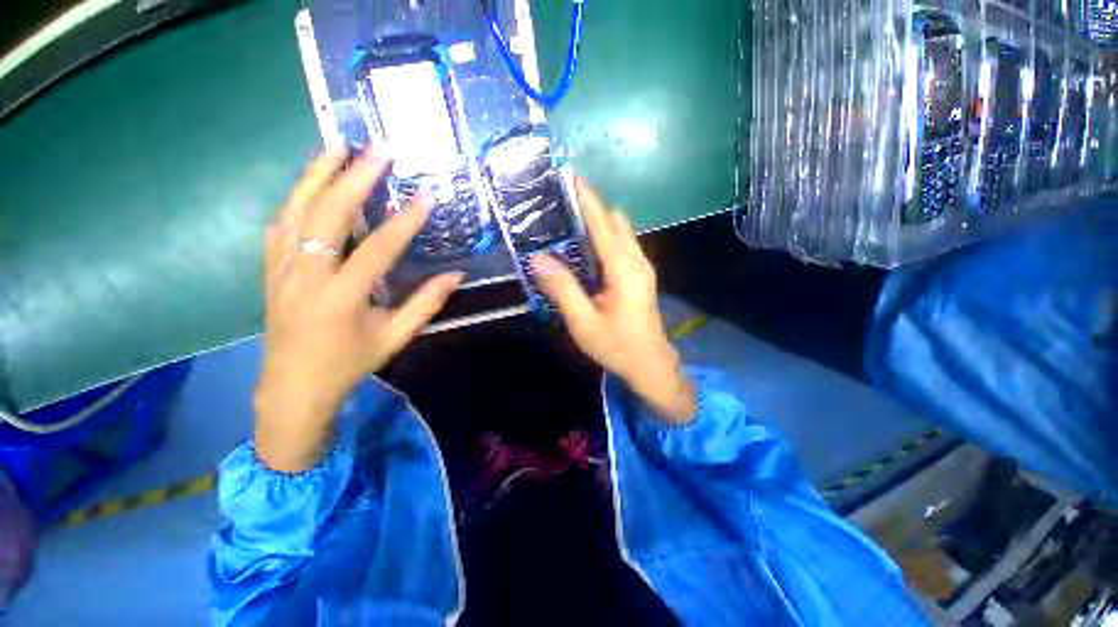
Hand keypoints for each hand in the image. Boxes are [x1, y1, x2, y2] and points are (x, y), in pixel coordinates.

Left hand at [255, 146, 462, 471]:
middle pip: (329, 214)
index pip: (378, 247)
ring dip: (317, 174)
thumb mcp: (395, 338)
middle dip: (356, 177)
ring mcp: (281, 269)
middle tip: (379, 149)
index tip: (426, 195)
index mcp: (341, 297)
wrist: (293, 388)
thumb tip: (456, 276)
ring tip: (338, 146)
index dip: (405, 221)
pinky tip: (310, 186)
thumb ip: (426, 304)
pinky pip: (281, 226)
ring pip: (296, 210)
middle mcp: (306, 275)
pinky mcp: (270, 270)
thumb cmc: (349, 364)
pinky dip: (296, 201)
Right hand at [530, 179, 696, 423]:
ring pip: (621, 231)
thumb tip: (538, 257)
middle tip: (561, 201)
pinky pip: (622, 244)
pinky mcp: (640, 274)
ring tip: (569, 218)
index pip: (604, 224)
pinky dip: (604, 235)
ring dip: (598, 219)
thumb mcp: (584, 322)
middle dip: (591, 205)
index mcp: (624, 270)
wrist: (650, 364)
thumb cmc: (616, 346)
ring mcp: (642, 267)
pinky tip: (585, 245)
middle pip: (615, 221)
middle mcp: (637, 261)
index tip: (571, 177)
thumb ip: (562, 289)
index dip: (587, 200)